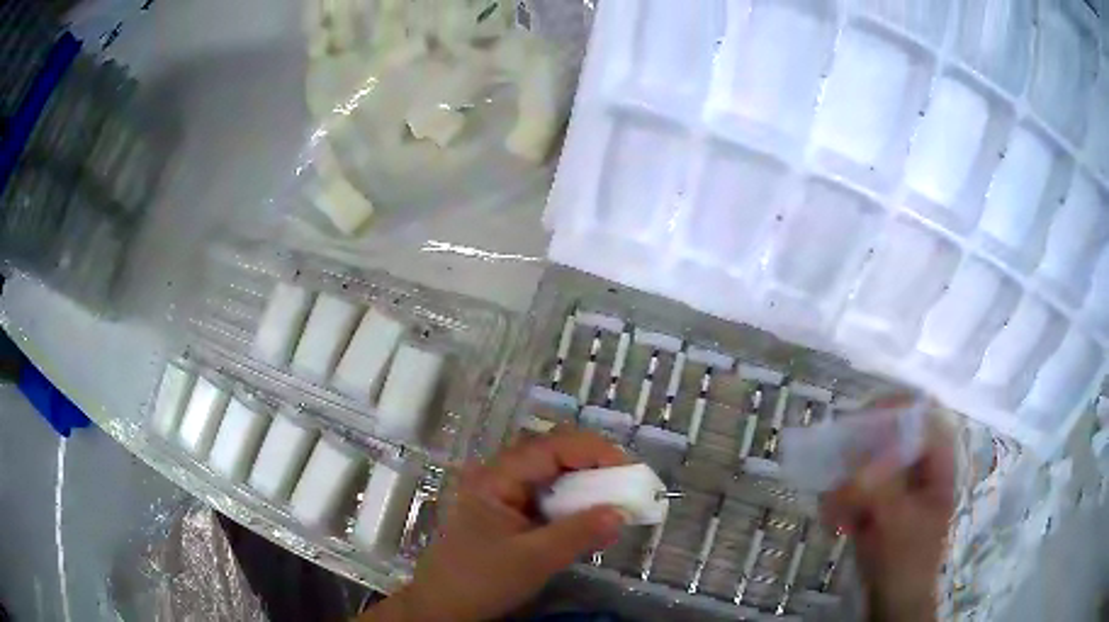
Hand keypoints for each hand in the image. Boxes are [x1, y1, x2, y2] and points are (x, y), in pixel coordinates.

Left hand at [364, 428, 628, 620]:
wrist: (443, 606)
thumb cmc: (480, 579)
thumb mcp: (533, 559)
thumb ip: (578, 534)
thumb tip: (621, 513)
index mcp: (497, 477)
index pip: (552, 447)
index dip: (594, 451)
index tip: (629, 471)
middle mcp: (501, 477)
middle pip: (553, 456)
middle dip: (594, 466)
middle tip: (627, 484)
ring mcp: (505, 496)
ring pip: (553, 478)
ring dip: (586, 487)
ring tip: (616, 502)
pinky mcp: (511, 516)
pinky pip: (549, 500)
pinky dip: (574, 507)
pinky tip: (592, 523)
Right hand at [820, 402, 954, 621]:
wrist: (893, 603)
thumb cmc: (907, 562)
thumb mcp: (898, 524)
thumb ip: (881, 488)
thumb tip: (855, 459)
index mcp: (936, 468)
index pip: (923, 422)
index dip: (898, 413)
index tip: (864, 418)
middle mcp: (916, 472)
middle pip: (892, 440)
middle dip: (862, 451)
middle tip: (837, 456)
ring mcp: (895, 491)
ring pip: (868, 467)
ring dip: (846, 483)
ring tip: (833, 504)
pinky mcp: (875, 508)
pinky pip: (854, 492)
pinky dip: (840, 502)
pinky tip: (833, 521)